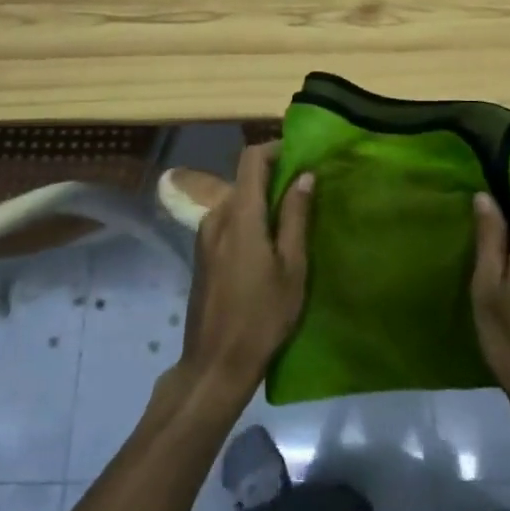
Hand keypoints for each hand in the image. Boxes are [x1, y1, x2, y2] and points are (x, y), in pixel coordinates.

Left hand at [176, 143, 312, 399]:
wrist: (215, 362)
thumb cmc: (262, 316)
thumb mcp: (292, 268)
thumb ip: (295, 217)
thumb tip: (304, 176)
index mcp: (240, 214)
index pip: (252, 158)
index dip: (276, 148)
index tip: (302, 154)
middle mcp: (216, 216)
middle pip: (245, 179)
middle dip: (275, 178)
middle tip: (307, 192)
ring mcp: (205, 236)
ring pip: (237, 201)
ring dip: (262, 201)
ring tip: (293, 220)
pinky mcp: (202, 254)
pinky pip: (228, 221)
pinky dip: (250, 219)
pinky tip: (269, 245)